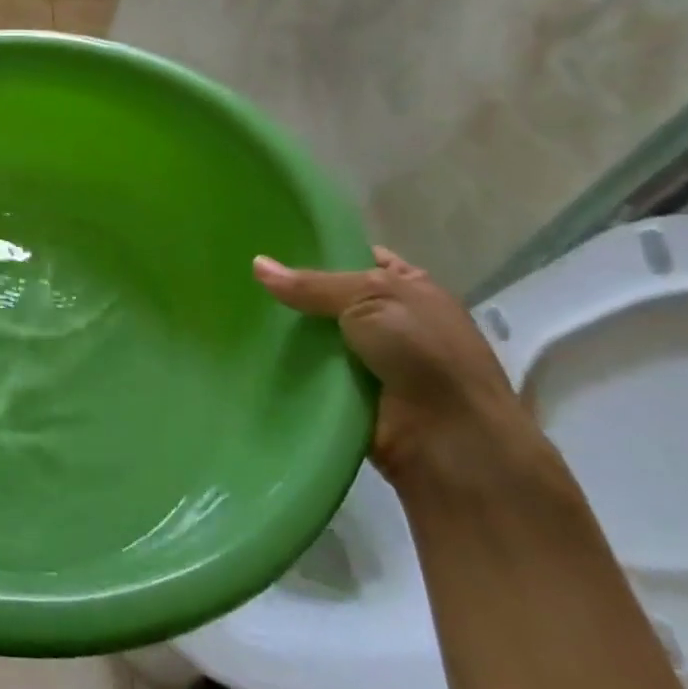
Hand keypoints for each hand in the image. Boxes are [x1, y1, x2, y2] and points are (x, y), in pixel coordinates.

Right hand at [253, 247, 536, 484]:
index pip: (357, 259)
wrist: (453, 442)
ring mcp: (371, 363)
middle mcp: (391, 323)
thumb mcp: (372, 298)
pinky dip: (286, 369)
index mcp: (408, 289)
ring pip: (315, 338)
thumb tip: (257, 264)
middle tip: (241, 279)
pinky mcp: (350, 398)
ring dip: (284, 334)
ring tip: (234, 313)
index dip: (319, 252)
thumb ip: (313, 284)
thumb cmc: (425, 353)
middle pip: (328, 300)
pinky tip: (249, 353)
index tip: (270, 246)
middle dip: (292, 294)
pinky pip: (309, 375)